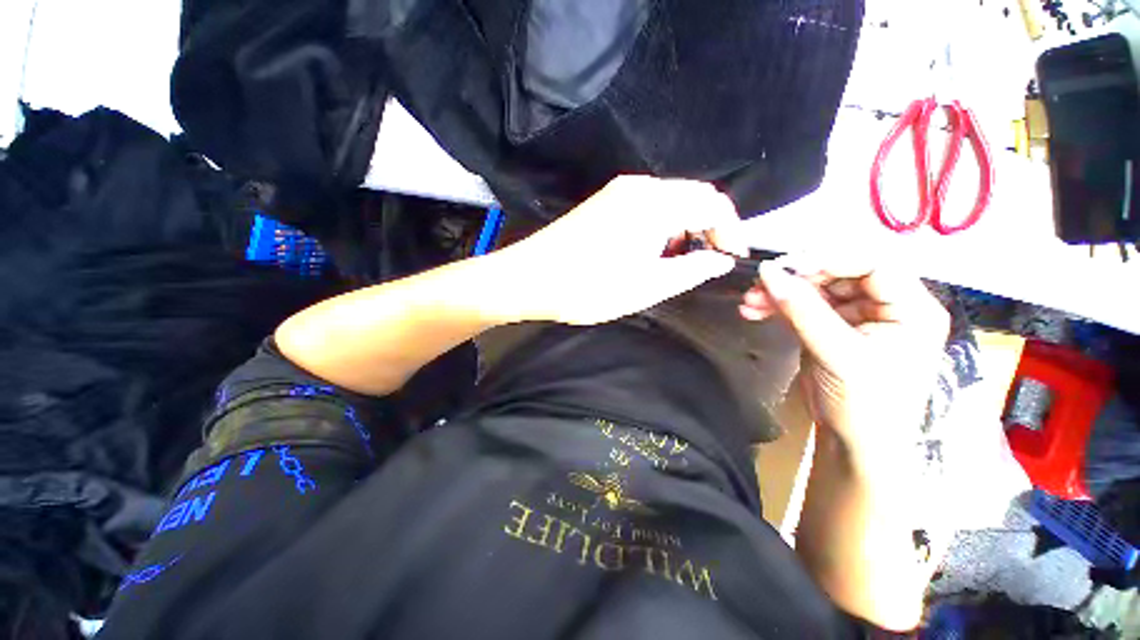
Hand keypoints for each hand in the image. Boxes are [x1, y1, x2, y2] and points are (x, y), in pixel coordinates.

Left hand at [497, 176, 745, 324]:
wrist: (530, 279)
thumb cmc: (589, 287)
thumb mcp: (648, 285)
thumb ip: (692, 270)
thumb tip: (720, 260)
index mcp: (654, 202)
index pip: (712, 203)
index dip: (731, 231)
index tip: (732, 259)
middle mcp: (638, 187)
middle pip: (691, 199)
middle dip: (706, 231)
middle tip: (704, 265)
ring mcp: (617, 193)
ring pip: (668, 205)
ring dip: (681, 231)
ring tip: (673, 265)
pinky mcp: (603, 204)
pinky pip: (645, 210)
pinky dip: (659, 230)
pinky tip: (648, 254)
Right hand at [739, 258, 949, 474]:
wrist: (854, 444)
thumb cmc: (865, 405)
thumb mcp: (838, 355)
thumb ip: (802, 310)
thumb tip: (767, 272)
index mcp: (911, 308)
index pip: (873, 263)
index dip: (829, 259)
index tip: (786, 267)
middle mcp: (887, 305)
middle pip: (839, 273)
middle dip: (796, 277)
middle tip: (759, 284)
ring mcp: (857, 316)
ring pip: (815, 288)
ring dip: (780, 292)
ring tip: (749, 300)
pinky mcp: (831, 327)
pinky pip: (803, 306)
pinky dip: (778, 306)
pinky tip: (754, 310)